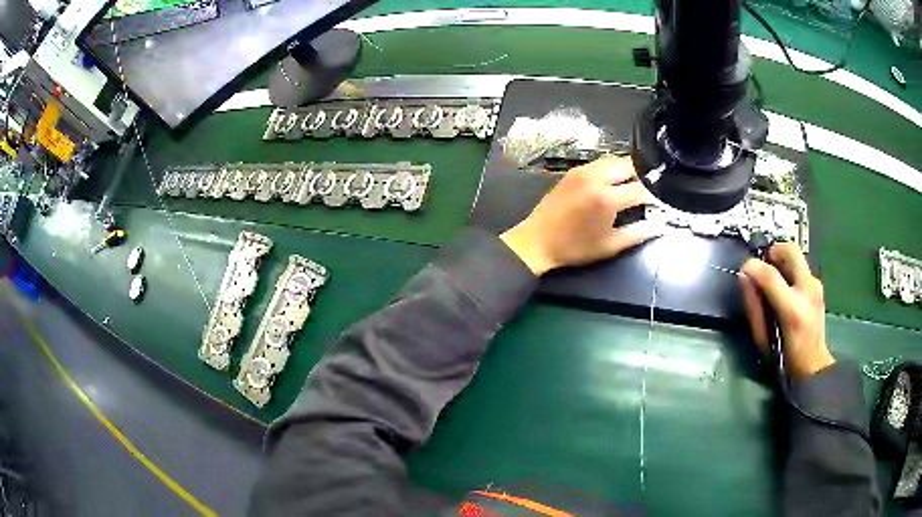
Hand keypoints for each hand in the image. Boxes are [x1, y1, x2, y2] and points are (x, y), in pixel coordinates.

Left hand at [500, 156, 664, 275]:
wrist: (537, 241)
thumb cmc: (575, 248)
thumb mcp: (610, 246)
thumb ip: (638, 233)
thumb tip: (660, 226)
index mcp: (607, 198)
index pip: (640, 188)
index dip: (654, 195)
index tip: (661, 201)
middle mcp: (596, 178)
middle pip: (628, 165)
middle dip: (643, 175)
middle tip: (651, 188)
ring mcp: (583, 171)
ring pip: (613, 160)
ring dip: (627, 169)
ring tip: (636, 183)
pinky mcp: (573, 171)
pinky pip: (599, 162)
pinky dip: (611, 168)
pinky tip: (615, 181)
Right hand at [740, 243, 834, 379]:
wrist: (813, 365)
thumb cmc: (784, 358)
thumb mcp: (762, 339)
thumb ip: (753, 306)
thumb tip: (744, 276)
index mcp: (792, 310)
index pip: (771, 276)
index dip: (754, 267)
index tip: (744, 268)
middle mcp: (808, 291)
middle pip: (791, 251)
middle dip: (773, 251)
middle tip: (763, 263)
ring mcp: (816, 285)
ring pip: (796, 256)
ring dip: (782, 260)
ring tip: (773, 278)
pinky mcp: (818, 285)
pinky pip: (801, 266)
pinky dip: (789, 269)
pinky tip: (785, 286)